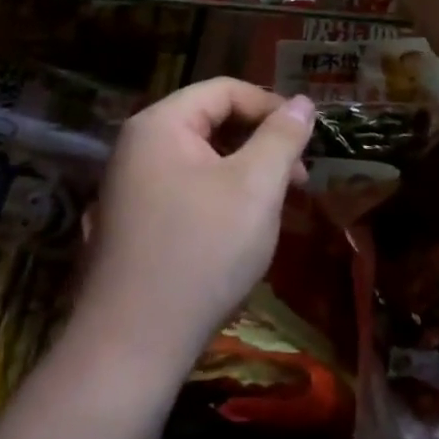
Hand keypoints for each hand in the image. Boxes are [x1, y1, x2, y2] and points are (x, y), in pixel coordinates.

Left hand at [77, 79, 315, 377]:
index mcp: (160, 124)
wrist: (131, 348)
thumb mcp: (255, 188)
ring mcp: (131, 185)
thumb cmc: (200, 253)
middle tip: (300, 179)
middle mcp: (138, 145)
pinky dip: (222, 197)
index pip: (224, 90)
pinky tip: (244, 229)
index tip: (307, 137)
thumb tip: (303, 102)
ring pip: (202, 159)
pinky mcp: (134, 222)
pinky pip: (186, 189)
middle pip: (211, 122)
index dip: (271, 106)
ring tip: (279, 207)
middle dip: (261, 143)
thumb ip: (282, 137)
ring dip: (246, 173)